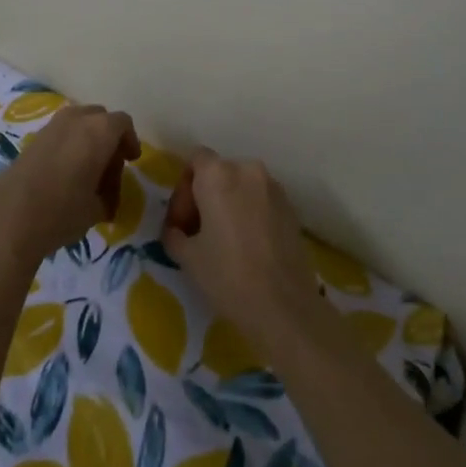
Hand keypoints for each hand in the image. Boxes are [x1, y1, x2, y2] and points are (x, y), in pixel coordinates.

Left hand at [0, 104, 138, 262]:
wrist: (9, 218)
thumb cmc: (63, 211)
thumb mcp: (97, 208)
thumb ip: (107, 194)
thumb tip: (105, 196)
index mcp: (99, 131)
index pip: (122, 123)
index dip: (130, 141)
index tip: (131, 160)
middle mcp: (75, 120)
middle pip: (100, 119)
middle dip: (108, 139)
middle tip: (110, 168)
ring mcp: (51, 127)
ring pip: (78, 123)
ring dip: (87, 141)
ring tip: (87, 173)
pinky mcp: (32, 139)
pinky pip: (60, 134)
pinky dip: (69, 146)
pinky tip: (65, 175)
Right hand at [163, 149, 322, 354]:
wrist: (284, 306)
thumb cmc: (228, 276)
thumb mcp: (187, 257)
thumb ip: (174, 234)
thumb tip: (176, 230)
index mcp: (218, 175)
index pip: (195, 160)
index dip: (184, 188)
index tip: (182, 222)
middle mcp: (248, 170)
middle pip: (218, 172)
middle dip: (204, 197)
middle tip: (197, 233)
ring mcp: (274, 188)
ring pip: (241, 187)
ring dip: (228, 205)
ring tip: (223, 242)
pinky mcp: (291, 208)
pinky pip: (260, 201)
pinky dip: (249, 214)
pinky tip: (247, 247)